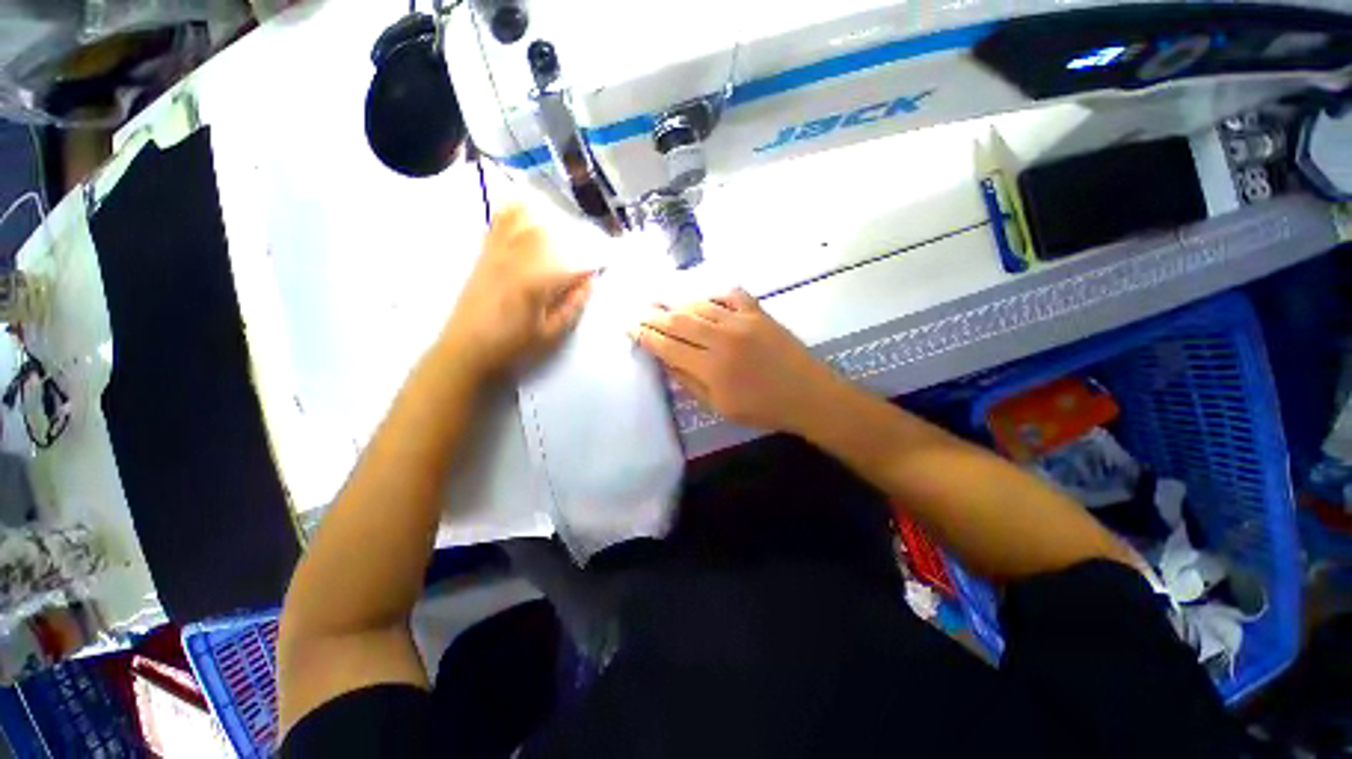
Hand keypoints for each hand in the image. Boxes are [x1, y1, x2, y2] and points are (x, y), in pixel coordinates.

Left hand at [441, 205, 592, 377]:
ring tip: (558, 217)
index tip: (602, 267)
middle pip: (547, 234)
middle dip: (570, 237)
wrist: (465, 351)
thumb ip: (571, 306)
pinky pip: (497, 225)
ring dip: (542, 216)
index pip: (570, 264)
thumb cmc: (512, 347)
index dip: (590, 264)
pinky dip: (511, 212)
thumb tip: (589, 283)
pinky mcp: (483, 257)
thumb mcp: (550, 334)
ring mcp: (496, 255)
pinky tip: (521, 206)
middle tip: (585, 247)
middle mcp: (514, 260)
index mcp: (535, 283)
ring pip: (521, 222)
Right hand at [633, 289, 844, 433]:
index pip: (668, 346)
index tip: (629, 326)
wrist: (808, 395)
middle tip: (638, 310)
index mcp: (711, 368)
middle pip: (679, 321)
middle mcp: (722, 339)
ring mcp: (742, 321)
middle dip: (654, 315)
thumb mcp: (719, 407)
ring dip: (678, 304)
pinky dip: (713, 293)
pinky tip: (703, 297)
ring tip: (663, 304)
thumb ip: (689, 383)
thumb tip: (666, 361)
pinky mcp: (759, 313)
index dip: (646, 336)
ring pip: (700, 305)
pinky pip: (730, 294)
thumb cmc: (762, 409)